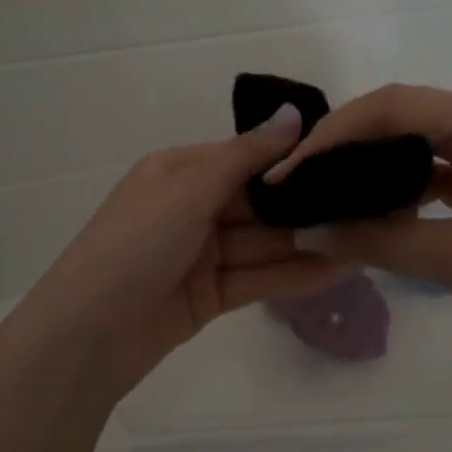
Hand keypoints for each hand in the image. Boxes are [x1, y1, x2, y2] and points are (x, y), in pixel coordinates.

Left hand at [9, 105, 351, 397]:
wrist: (85, 338)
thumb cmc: (132, 248)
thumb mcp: (186, 192)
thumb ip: (244, 157)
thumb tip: (293, 113)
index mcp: (178, 173)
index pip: (244, 157)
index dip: (291, 158)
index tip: (344, 157)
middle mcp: (191, 209)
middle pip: (258, 203)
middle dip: (306, 205)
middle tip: (366, 202)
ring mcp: (201, 256)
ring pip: (263, 244)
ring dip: (308, 242)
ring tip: (365, 236)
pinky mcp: (210, 297)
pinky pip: (258, 279)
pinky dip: (294, 275)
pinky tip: (339, 268)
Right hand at [267, 85, 451, 362]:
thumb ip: (376, 241)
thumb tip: (306, 233)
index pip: (391, 106)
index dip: (333, 134)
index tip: (290, 171)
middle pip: (404, 117)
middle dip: (349, 146)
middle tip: (302, 180)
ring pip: (422, 146)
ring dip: (376, 167)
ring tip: (330, 193)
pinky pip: (443, 173)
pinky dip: (407, 189)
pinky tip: (379, 212)